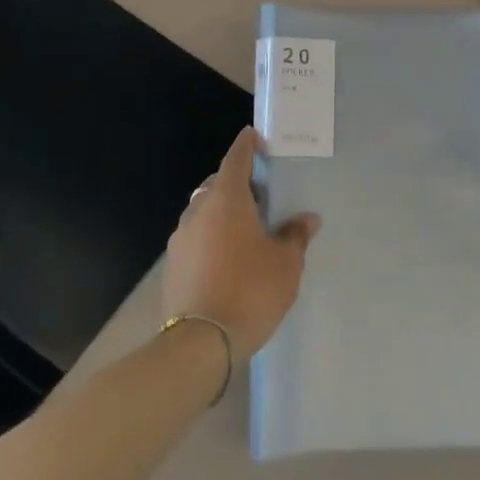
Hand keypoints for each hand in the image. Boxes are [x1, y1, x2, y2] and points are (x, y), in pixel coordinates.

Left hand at [163, 127, 319, 360]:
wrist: (201, 343)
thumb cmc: (251, 290)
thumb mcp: (286, 263)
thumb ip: (295, 235)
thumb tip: (306, 219)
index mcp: (227, 200)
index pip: (236, 159)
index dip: (247, 146)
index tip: (255, 136)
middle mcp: (198, 211)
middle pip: (217, 185)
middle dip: (237, 183)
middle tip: (261, 194)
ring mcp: (180, 239)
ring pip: (203, 212)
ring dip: (222, 213)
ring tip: (247, 229)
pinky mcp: (173, 265)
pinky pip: (196, 238)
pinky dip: (211, 237)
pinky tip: (229, 258)